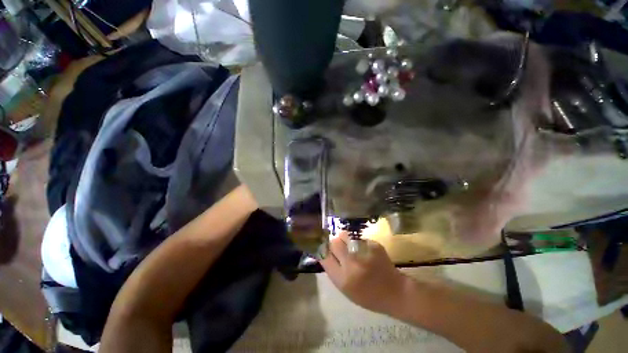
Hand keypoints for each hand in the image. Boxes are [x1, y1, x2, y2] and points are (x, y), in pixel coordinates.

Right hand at [319, 232, 408, 314]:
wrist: (395, 292)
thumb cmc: (368, 295)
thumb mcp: (346, 290)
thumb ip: (333, 270)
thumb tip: (323, 251)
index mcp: (343, 279)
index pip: (324, 256)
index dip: (323, 251)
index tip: (324, 249)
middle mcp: (352, 263)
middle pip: (334, 242)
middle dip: (334, 243)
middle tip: (338, 247)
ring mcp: (364, 252)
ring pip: (344, 235)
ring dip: (344, 239)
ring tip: (350, 246)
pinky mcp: (373, 244)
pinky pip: (358, 237)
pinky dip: (357, 242)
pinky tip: (364, 250)